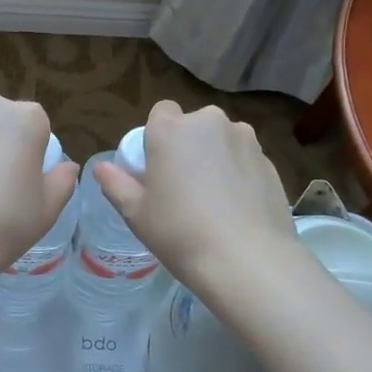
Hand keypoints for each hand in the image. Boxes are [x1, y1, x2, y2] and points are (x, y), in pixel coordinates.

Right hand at [93, 101, 301, 302]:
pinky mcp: (270, 161)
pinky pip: (244, 159)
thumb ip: (116, 184)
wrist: (247, 260)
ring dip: (215, 157)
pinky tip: (236, 208)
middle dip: (188, 145)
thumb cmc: (180, 233)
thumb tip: (101, 168)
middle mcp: (210, 123)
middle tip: (183, 185)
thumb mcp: (136, 214)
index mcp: (171, 129)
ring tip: (213, 199)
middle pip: (194, 125)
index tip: (157, 166)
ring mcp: (245, 140)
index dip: (157, 136)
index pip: (161, 111)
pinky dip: (239, 174)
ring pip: (222, 140)